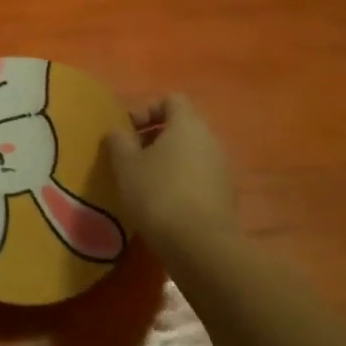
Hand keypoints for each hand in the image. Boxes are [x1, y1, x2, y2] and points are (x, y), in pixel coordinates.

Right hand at [106, 95, 237, 253]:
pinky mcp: (226, 197)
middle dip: (155, 138)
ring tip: (144, 183)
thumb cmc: (158, 193)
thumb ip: (119, 141)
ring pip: (191, 154)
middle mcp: (210, 140)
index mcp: (188, 124)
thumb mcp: (125, 164)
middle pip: (182, 127)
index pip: (171, 100)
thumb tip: (119, 132)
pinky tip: (163, 205)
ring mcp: (222, 169)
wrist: (201, 246)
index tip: (128, 131)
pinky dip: (181, 183)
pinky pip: (199, 178)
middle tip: (132, 157)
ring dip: (168, 162)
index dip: (147, 110)